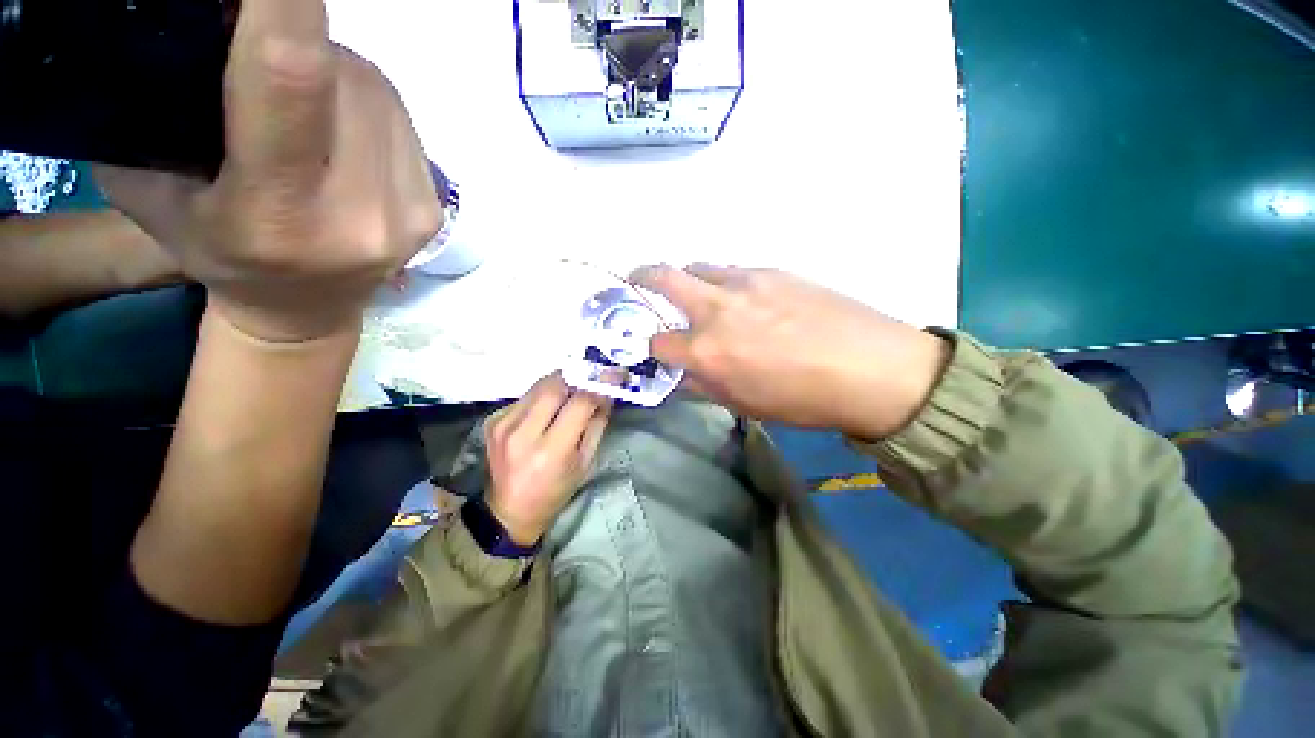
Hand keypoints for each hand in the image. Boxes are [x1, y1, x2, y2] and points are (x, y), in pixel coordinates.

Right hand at [94, 0, 440, 342]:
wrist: (310, 311)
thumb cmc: (221, 256)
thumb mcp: (156, 192)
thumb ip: (159, 112)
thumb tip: (200, 22)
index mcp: (275, 214)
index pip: (290, 82)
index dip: (287, 8)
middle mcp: (359, 213)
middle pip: (341, 76)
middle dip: (302, 44)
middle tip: (268, 60)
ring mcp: (409, 213)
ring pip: (377, 93)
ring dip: (336, 73)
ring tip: (307, 105)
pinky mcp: (435, 211)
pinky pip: (401, 122)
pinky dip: (367, 103)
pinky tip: (346, 127)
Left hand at [484, 373, 613, 545]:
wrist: (510, 509)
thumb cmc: (556, 490)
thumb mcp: (585, 462)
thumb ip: (597, 424)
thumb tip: (607, 393)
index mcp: (550, 451)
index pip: (580, 402)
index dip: (600, 384)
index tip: (614, 375)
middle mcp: (522, 433)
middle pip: (555, 385)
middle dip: (578, 377)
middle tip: (591, 378)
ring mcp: (503, 424)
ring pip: (538, 385)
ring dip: (560, 383)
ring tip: (572, 391)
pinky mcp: (493, 420)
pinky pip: (525, 395)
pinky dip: (542, 395)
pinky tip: (548, 409)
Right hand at [630, 265, 949, 439]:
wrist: (871, 368)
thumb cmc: (802, 399)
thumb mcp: (744, 404)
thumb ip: (705, 383)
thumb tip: (685, 370)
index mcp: (707, 350)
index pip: (657, 340)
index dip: (652, 346)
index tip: (658, 348)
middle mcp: (716, 308)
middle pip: (663, 276)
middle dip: (641, 277)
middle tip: (636, 281)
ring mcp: (744, 282)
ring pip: (699, 267)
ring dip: (687, 279)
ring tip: (697, 295)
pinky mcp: (773, 270)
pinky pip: (734, 270)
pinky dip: (723, 282)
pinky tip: (743, 300)